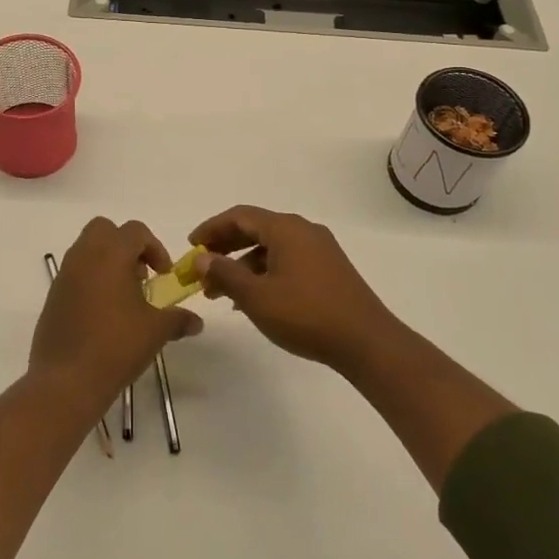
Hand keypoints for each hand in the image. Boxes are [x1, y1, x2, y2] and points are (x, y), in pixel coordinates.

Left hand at [32, 218, 201, 406]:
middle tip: (141, 276)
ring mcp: (64, 275)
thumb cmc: (116, 346)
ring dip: (107, 262)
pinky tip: (104, 314)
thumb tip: (196, 322)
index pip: (135, 231)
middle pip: (104, 229)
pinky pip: (75, 273)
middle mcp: (84, 256)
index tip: (163, 274)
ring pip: (87, 249)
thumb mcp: (155, 331)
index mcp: (110, 254)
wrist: (66, 380)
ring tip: (124, 297)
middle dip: (126, 245)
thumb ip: (178, 320)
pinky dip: (91, 280)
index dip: (155, 248)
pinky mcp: (53, 296)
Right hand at [188, 205, 401, 374]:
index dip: (211, 228)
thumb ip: (225, 274)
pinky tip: (254, 300)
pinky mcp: (329, 269)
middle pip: (255, 229)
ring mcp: (320, 249)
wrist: (367, 341)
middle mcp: (303, 230)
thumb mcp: (257, 297)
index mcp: (286, 229)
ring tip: (221, 294)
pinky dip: (264, 273)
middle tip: (202, 269)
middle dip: (225, 248)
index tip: (191, 246)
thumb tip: (202, 258)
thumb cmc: (307, 315)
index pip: (239, 216)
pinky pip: (287, 261)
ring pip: (271, 248)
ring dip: (243, 265)